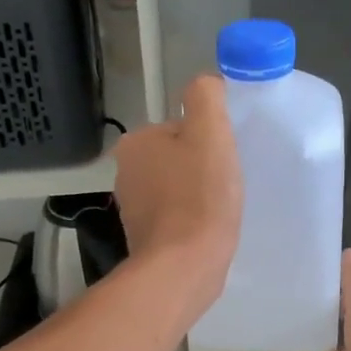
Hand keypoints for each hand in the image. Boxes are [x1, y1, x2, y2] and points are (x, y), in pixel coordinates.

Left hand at [112, 74, 242, 316]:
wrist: (184, 267)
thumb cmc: (199, 197)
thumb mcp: (210, 132)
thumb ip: (206, 97)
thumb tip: (206, 84)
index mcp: (135, 143)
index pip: (180, 128)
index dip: (208, 141)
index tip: (224, 161)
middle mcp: (126, 173)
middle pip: (178, 158)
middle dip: (201, 169)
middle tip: (225, 186)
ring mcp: (132, 209)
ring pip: (176, 189)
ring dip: (197, 196)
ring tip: (218, 211)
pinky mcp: (145, 239)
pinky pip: (175, 218)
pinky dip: (191, 221)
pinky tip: (206, 231)